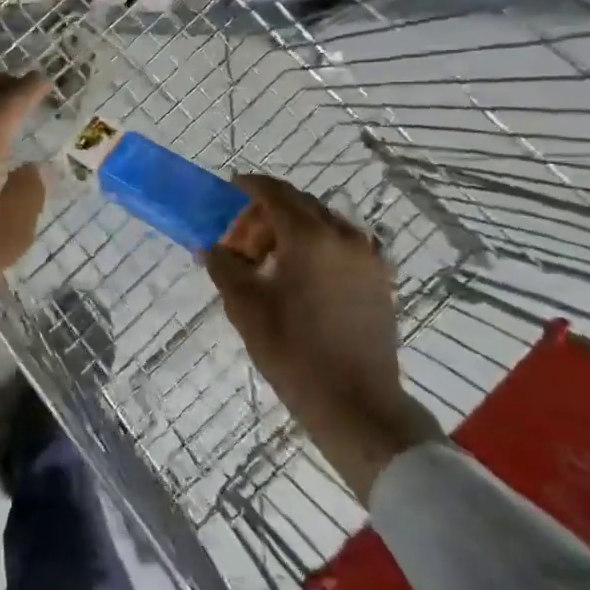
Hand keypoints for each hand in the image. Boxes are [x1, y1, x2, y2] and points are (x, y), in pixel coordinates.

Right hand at [203, 175, 440, 502]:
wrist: (356, 403)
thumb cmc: (293, 351)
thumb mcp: (245, 307)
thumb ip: (224, 266)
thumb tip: (210, 247)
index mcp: (310, 237)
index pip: (275, 193)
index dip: (249, 186)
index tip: (229, 188)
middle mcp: (344, 236)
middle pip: (301, 204)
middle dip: (268, 212)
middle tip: (241, 237)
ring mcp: (368, 258)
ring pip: (323, 224)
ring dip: (293, 229)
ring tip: (269, 260)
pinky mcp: (379, 280)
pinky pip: (342, 245)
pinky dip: (316, 246)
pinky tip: (298, 276)